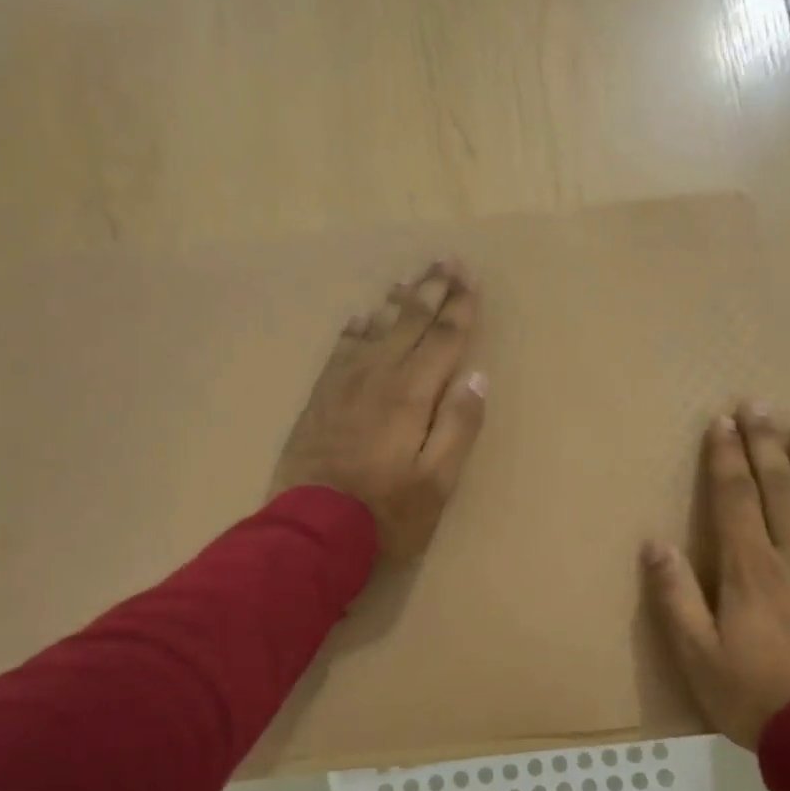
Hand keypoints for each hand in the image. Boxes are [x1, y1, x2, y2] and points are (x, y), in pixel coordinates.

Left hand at [272, 258, 487, 560]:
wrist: (311, 530)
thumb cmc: (385, 513)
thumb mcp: (437, 481)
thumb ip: (458, 426)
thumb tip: (477, 377)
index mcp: (412, 394)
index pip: (443, 339)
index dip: (459, 307)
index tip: (469, 277)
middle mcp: (378, 377)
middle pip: (409, 323)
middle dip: (430, 290)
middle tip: (444, 260)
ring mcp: (344, 385)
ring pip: (374, 330)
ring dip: (394, 302)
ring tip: (406, 278)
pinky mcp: (320, 399)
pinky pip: (340, 351)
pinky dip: (354, 330)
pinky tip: (359, 319)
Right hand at [643, 403, 789, 749]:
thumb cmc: (756, 697)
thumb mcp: (697, 655)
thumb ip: (674, 597)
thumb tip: (654, 544)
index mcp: (749, 569)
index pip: (736, 498)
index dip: (727, 457)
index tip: (722, 422)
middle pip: (780, 489)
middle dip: (767, 444)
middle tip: (761, 405)